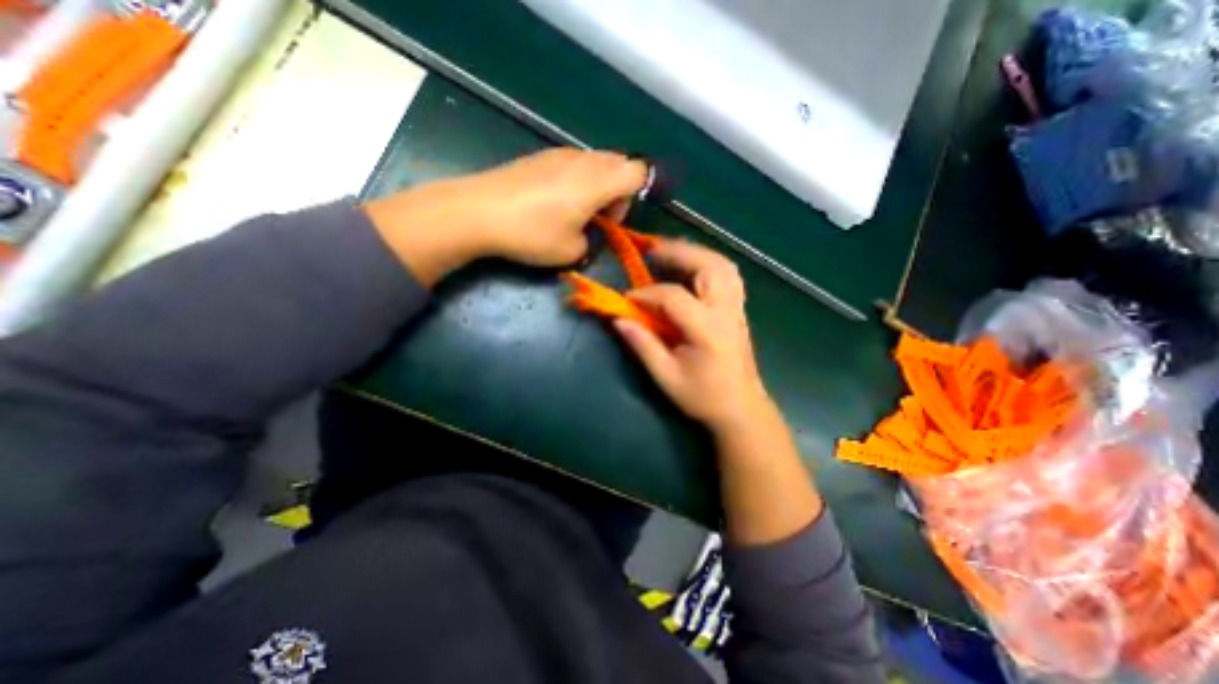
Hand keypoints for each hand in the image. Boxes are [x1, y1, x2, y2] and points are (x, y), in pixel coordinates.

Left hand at [362, 150, 646, 284]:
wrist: (478, 212)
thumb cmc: (531, 234)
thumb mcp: (570, 252)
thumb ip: (591, 242)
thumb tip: (588, 233)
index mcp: (597, 182)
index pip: (639, 171)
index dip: (638, 195)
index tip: (614, 219)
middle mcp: (583, 160)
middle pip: (619, 163)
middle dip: (618, 191)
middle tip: (598, 218)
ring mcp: (560, 154)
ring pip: (596, 162)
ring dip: (598, 186)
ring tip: (576, 212)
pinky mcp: (541, 157)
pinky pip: (575, 163)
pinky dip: (578, 180)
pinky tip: (554, 202)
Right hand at [614, 241, 774, 431]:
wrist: (742, 410)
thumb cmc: (703, 397)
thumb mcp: (666, 376)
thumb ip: (642, 344)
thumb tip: (619, 319)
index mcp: (707, 330)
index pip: (673, 297)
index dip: (646, 294)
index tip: (626, 298)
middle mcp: (726, 312)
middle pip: (708, 266)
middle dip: (678, 253)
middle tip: (652, 251)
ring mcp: (737, 309)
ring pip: (723, 265)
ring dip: (696, 253)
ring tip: (671, 252)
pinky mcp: (739, 311)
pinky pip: (728, 275)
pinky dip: (709, 264)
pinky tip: (693, 268)